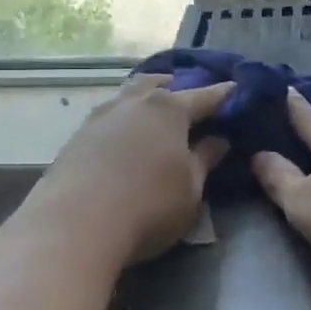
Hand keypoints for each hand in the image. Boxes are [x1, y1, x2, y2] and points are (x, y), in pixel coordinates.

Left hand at [30, 74, 233, 264]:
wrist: (74, 225)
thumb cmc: (149, 205)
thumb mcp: (191, 189)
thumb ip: (205, 160)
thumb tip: (219, 140)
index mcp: (169, 110)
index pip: (204, 96)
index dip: (223, 94)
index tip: (235, 87)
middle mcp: (134, 104)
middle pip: (158, 85)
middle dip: (175, 86)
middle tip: (186, 93)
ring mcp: (101, 117)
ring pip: (128, 96)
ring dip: (144, 98)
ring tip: (151, 108)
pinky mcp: (77, 137)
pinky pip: (108, 116)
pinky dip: (122, 119)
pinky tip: (122, 134)